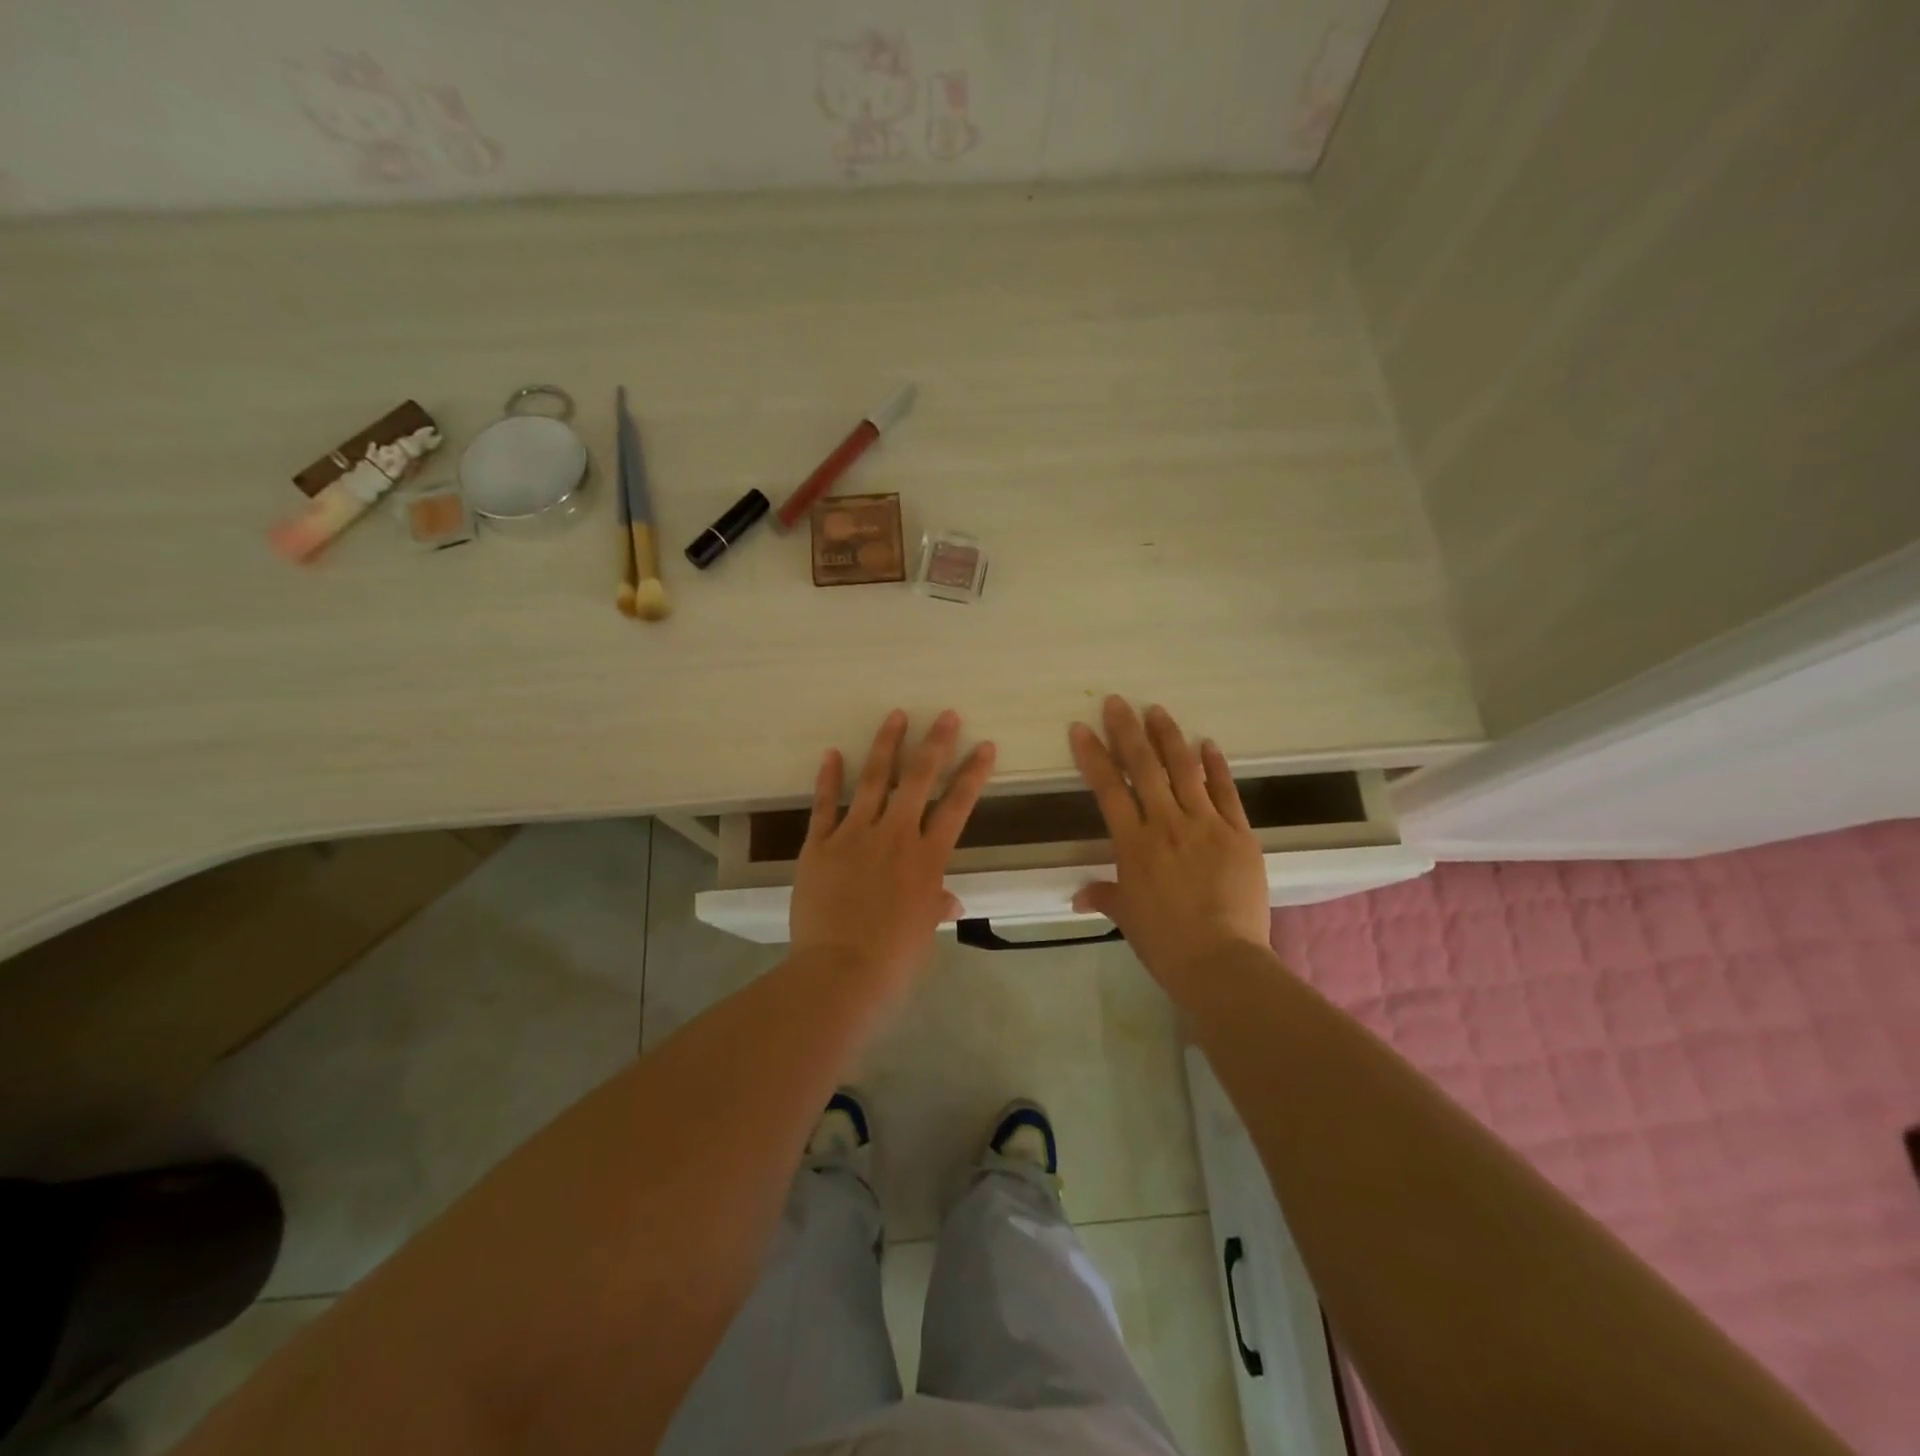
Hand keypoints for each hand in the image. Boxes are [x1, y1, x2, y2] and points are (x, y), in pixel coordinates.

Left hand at [790, 709, 996, 994]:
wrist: (840, 972)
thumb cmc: (894, 959)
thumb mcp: (925, 932)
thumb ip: (936, 905)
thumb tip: (949, 900)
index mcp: (927, 858)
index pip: (957, 806)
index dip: (973, 773)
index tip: (984, 745)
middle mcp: (894, 836)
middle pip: (918, 780)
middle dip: (935, 744)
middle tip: (946, 715)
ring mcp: (854, 836)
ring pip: (872, 781)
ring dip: (885, 745)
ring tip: (895, 715)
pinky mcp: (818, 846)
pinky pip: (823, 806)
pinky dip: (828, 779)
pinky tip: (832, 753)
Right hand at [1069, 697, 1272, 994]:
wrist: (1220, 960)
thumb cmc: (1164, 942)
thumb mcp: (1127, 917)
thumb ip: (1105, 896)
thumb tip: (1079, 896)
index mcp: (1133, 844)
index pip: (1108, 789)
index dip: (1092, 756)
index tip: (1081, 728)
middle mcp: (1166, 824)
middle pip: (1144, 768)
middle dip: (1127, 731)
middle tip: (1117, 702)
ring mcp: (1205, 825)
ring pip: (1183, 770)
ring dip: (1168, 737)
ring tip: (1156, 710)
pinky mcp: (1239, 833)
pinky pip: (1225, 792)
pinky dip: (1215, 765)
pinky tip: (1207, 743)